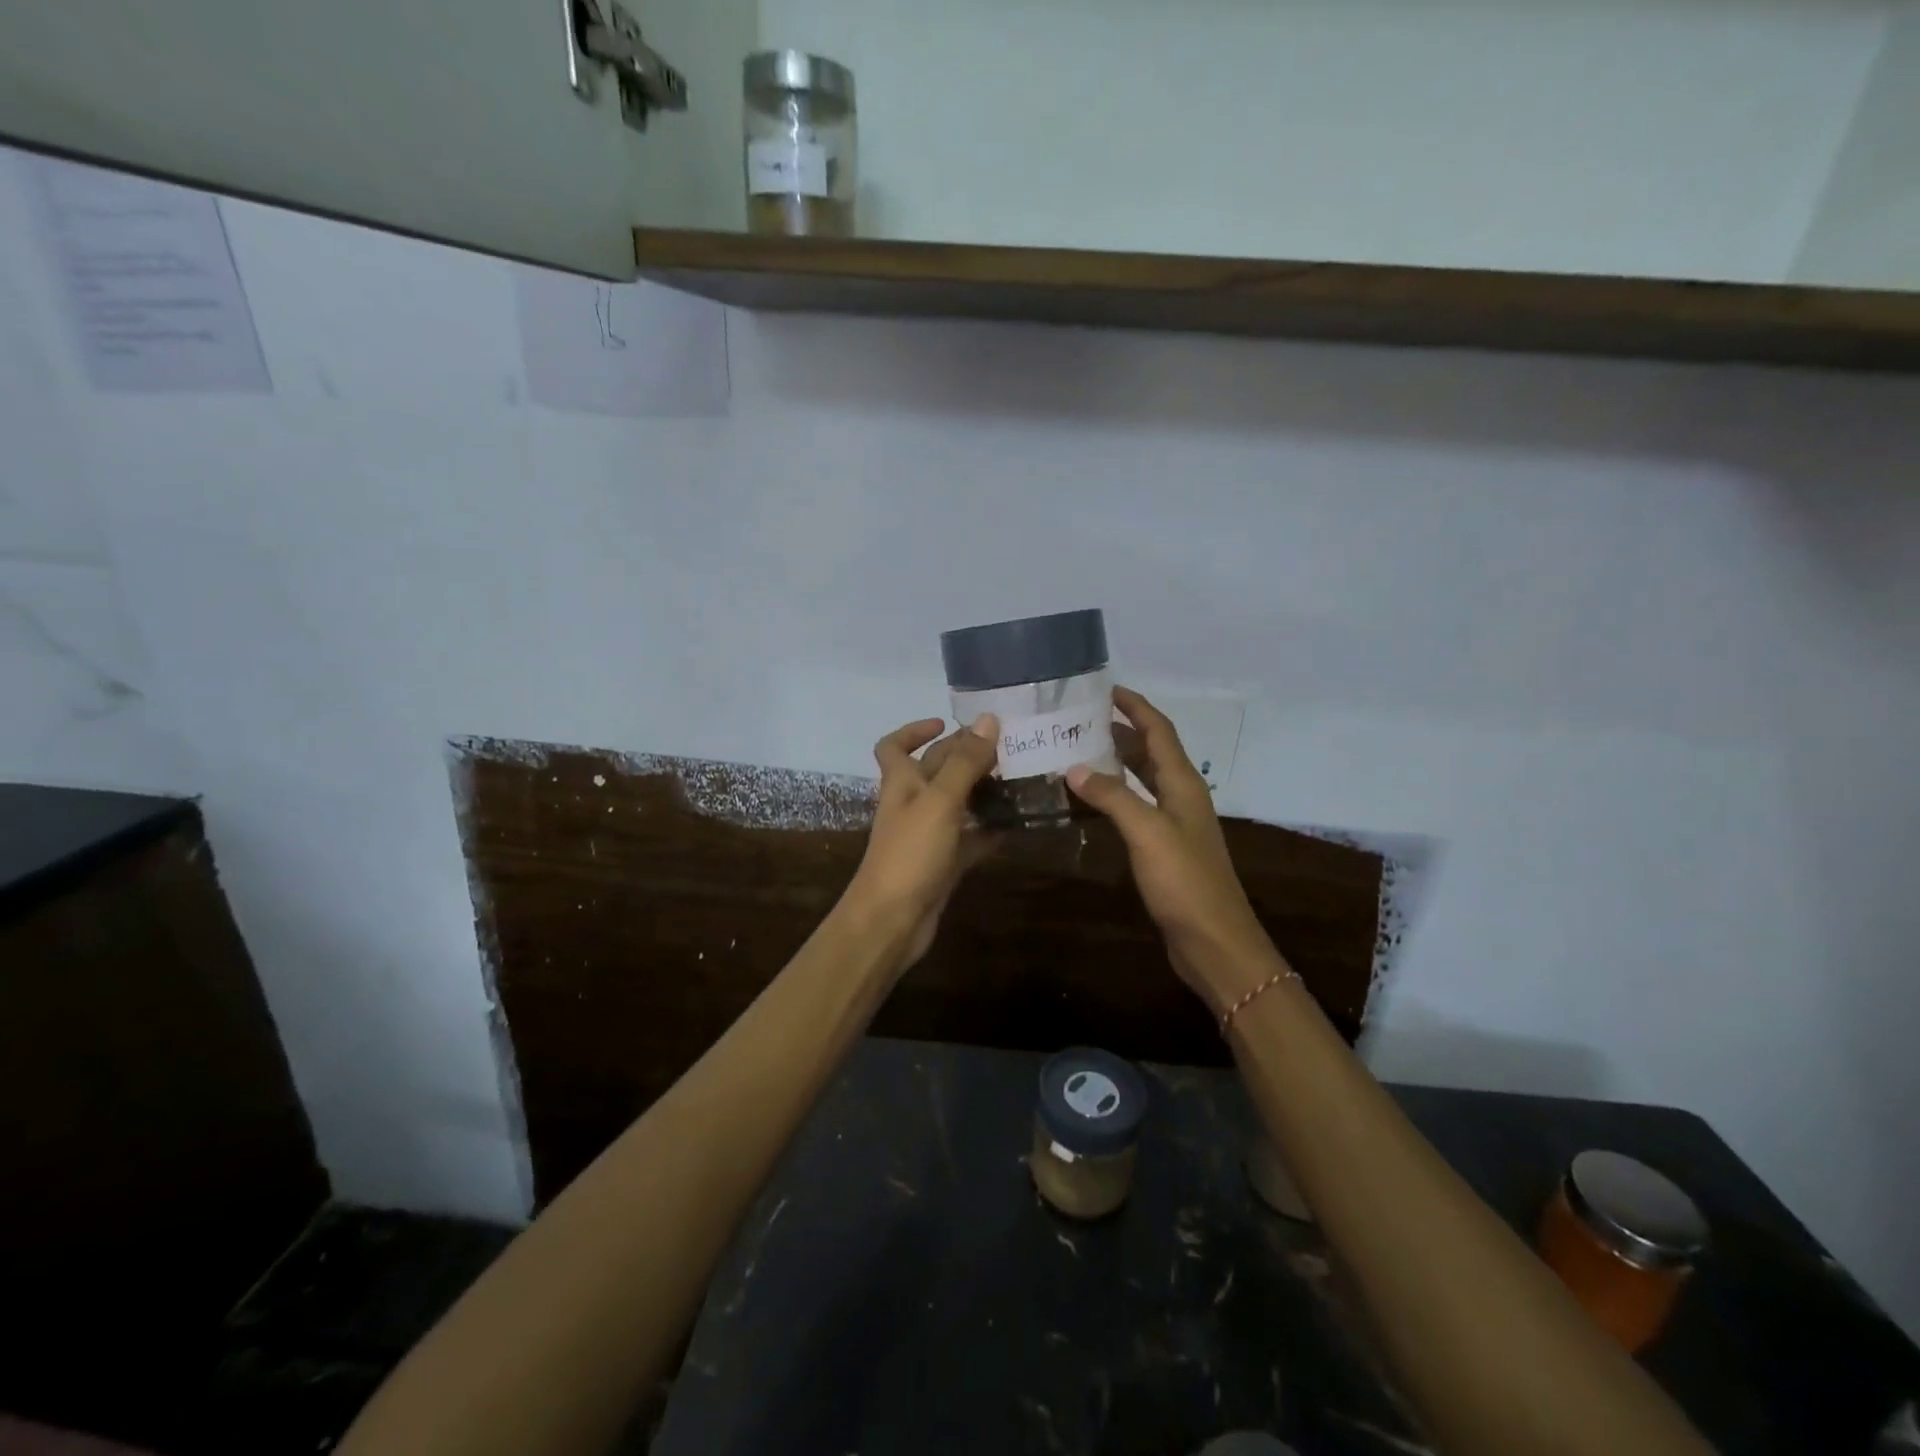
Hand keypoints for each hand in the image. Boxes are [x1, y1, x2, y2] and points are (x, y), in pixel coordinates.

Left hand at [845, 715, 999, 968]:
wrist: (892, 921)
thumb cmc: (910, 853)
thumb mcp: (940, 801)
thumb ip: (965, 762)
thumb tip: (988, 719)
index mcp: (901, 782)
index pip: (894, 746)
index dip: (914, 730)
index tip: (946, 723)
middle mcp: (912, 804)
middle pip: (936, 770)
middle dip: (965, 756)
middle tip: (1006, 747)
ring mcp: (928, 836)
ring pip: (957, 804)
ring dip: (982, 791)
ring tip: (1019, 779)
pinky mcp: (944, 864)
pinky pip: (970, 839)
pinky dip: (989, 830)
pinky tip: (1017, 823)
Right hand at [1066, 687, 1277, 1010]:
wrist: (1213, 941)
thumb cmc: (1184, 881)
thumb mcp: (1147, 832)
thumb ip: (1112, 796)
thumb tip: (1074, 768)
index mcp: (1183, 783)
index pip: (1159, 731)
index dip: (1135, 707)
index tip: (1105, 689)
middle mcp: (1181, 796)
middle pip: (1151, 751)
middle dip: (1120, 731)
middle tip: (1079, 721)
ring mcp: (1174, 823)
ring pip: (1143, 780)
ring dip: (1115, 763)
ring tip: (1076, 752)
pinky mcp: (1164, 848)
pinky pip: (1136, 808)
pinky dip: (1113, 796)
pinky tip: (1088, 802)